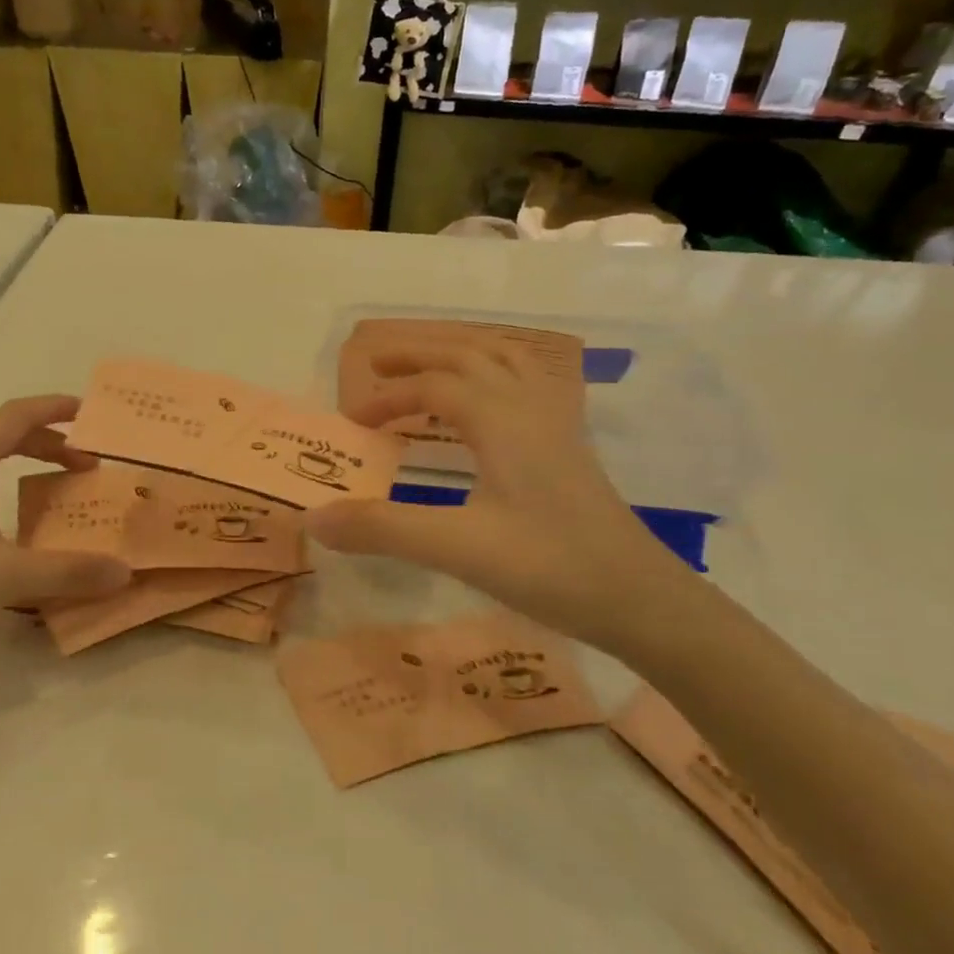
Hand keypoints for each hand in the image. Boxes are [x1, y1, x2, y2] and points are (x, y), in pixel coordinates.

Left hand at [0, 396, 130, 680]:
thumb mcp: (4, 576)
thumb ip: (69, 572)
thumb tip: (125, 572)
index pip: (18, 415)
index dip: (57, 408)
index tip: (91, 412)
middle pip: (0, 432)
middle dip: (47, 442)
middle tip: (85, 465)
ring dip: (18, 458)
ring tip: (47, 480)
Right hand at [307, 343, 691, 655]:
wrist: (640, 599)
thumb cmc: (549, 567)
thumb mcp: (457, 548)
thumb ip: (382, 529)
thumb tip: (314, 518)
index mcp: (501, 420)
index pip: (434, 387)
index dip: (388, 397)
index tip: (352, 422)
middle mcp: (529, 407)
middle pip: (471, 355)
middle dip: (421, 354)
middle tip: (378, 363)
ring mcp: (557, 425)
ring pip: (507, 362)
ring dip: (462, 355)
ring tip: (429, 368)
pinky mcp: (571, 447)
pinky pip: (529, 385)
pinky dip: (496, 375)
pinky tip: (490, 403)